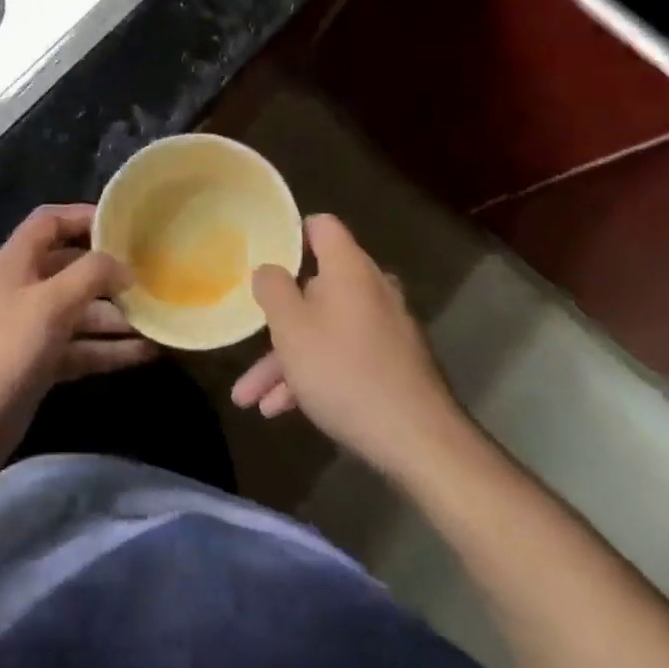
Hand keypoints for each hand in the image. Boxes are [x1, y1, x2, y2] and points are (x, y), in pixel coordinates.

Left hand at [0, 204, 155, 484]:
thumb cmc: (1, 352)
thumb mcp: (50, 304)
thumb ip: (90, 276)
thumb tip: (124, 266)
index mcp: (16, 262)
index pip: (50, 222)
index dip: (84, 217)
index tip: (126, 227)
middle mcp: (24, 290)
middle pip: (72, 268)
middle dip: (110, 272)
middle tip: (153, 276)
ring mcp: (31, 330)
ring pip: (81, 312)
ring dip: (117, 315)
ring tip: (161, 319)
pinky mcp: (39, 367)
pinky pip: (80, 349)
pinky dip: (109, 350)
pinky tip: (146, 353)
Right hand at [231, 214, 465, 481]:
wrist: (418, 440)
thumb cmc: (344, 371)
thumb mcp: (291, 328)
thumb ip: (272, 289)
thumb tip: (268, 268)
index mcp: (350, 268)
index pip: (322, 227)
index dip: (291, 233)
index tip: (265, 254)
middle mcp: (372, 289)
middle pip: (316, 287)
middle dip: (279, 319)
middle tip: (250, 338)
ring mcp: (387, 328)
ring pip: (326, 329)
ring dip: (288, 359)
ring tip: (251, 397)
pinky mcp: (394, 364)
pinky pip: (345, 356)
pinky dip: (314, 375)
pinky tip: (283, 410)